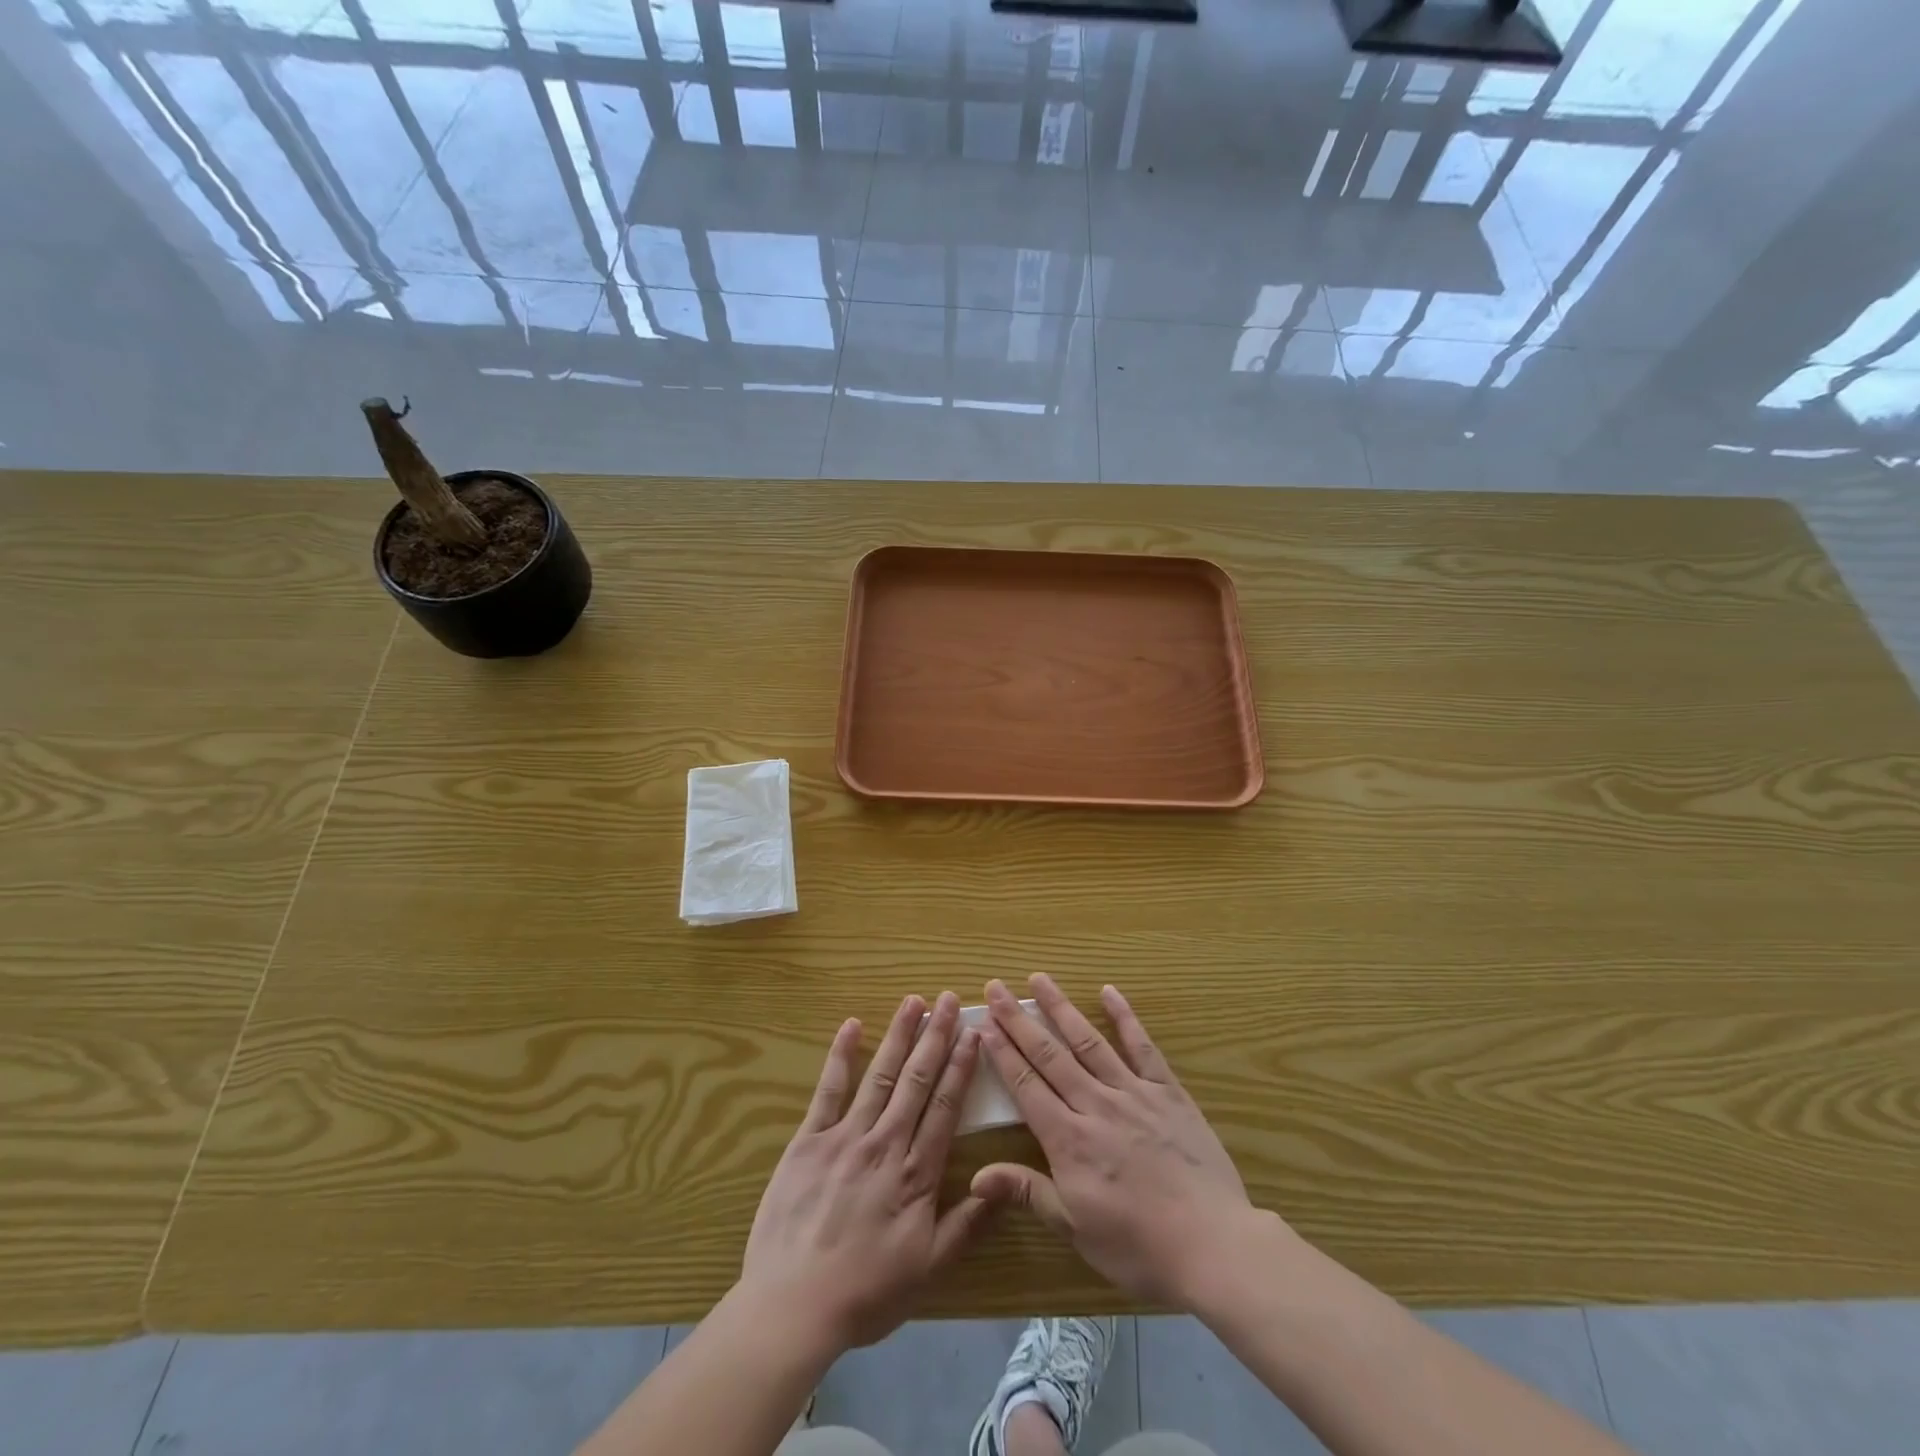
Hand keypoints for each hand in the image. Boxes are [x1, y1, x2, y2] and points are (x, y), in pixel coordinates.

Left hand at [740, 992, 994, 1353]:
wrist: (793, 1306)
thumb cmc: (865, 1292)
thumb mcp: (928, 1268)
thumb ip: (967, 1225)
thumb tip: (1002, 1187)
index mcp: (916, 1173)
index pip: (945, 1106)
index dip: (961, 1067)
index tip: (972, 1033)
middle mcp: (885, 1143)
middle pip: (916, 1080)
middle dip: (935, 1037)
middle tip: (948, 1000)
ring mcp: (845, 1137)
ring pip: (879, 1075)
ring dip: (898, 1035)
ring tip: (913, 1001)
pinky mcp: (809, 1140)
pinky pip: (828, 1090)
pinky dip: (840, 1056)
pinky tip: (851, 1026)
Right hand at [971, 975, 1266, 1309]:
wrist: (1212, 1244)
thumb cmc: (1138, 1245)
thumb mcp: (1075, 1229)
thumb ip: (1028, 1192)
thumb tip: (975, 1175)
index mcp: (1068, 1139)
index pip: (1026, 1086)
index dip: (1002, 1053)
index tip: (983, 1023)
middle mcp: (1095, 1104)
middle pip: (1050, 1055)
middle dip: (1018, 1020)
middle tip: (996, 988)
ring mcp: (1132, 1092)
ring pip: (1088, 1041)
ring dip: (1061, 1008)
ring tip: (1039, 979)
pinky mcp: (1167, 1091)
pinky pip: (1142, 1047)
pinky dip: (1125, 1017)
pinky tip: (1109, 991)